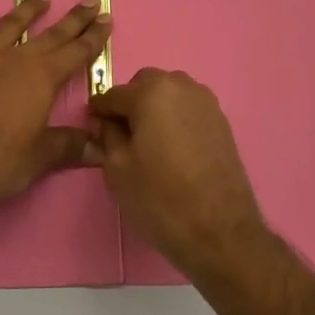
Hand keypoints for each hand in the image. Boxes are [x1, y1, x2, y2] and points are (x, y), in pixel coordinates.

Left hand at [0, 0, 110, 208]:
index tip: (106, 17)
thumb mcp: (39, 158)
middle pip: (50, 34)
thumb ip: (69, 147)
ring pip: (8, 27)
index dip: (93, 36)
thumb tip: (100, 147)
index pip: (76, 52)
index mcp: (41, 78)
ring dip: (26, 12)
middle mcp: (14, 60)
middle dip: (73, 18)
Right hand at [87, 68, 265, 276]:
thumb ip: (107, 136)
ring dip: (155, 108)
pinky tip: (172, 147)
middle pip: (144, 85)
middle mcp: (181, 86)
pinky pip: (188, 108)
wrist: (220, 230)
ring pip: (169, 93)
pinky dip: (175, 118)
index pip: (114, 94)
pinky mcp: (221, 120)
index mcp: (151, 92)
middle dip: (130, 103)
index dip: (100, 110)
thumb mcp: (117, 169)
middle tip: (122, 135)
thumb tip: (106, 122)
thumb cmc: (161, 198)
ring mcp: (205, 101)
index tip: (92, 124)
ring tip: (149, 142)